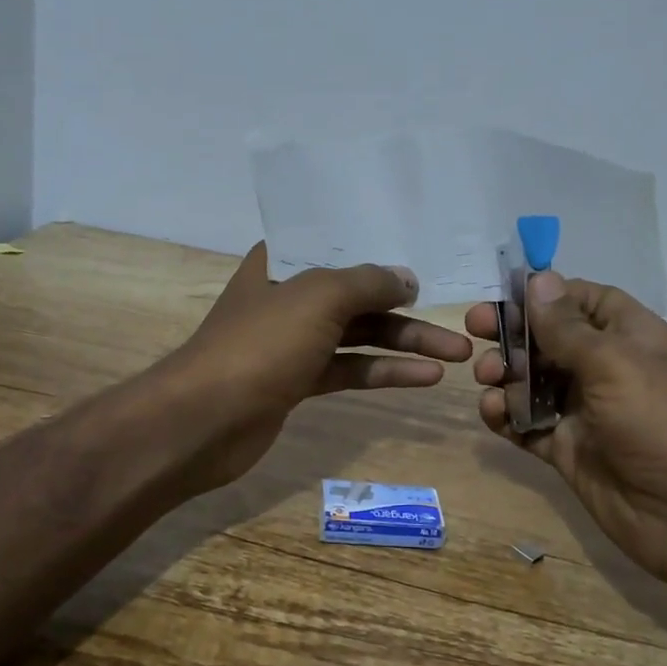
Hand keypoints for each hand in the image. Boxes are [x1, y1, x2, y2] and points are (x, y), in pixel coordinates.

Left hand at [160, 244, 472, 494]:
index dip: (384, 249)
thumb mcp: (318, 298)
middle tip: (461, 324)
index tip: (428, 255)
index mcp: (283, 262)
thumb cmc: (260, 344)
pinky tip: (425, 377)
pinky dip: (384, 372)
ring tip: (459, 355)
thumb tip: (407, 278)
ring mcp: (293, 341)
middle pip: (359, 295)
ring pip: (359, 335)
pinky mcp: (298, 381)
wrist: (205, 420)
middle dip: (409, 309)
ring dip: (406, 344)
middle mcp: (289, 296)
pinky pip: (350, 368)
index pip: (340, 245)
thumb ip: (368, 282)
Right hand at [467, 272, 666, 583]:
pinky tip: (492, 412)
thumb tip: (538, 278)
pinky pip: (527, 424)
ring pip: (533, 381)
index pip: (584, 301)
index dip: (546, 294)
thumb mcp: (613, 363)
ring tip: (486, 377)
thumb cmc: (659, 421)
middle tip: (476, 330)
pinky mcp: (567, 448)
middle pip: (550, 339)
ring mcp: (585, 411)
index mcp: (630, 337)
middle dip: (513, 333)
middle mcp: (606, 369)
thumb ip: (567, 326)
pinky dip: (506, 416)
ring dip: (504, 374)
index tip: (505, 294)